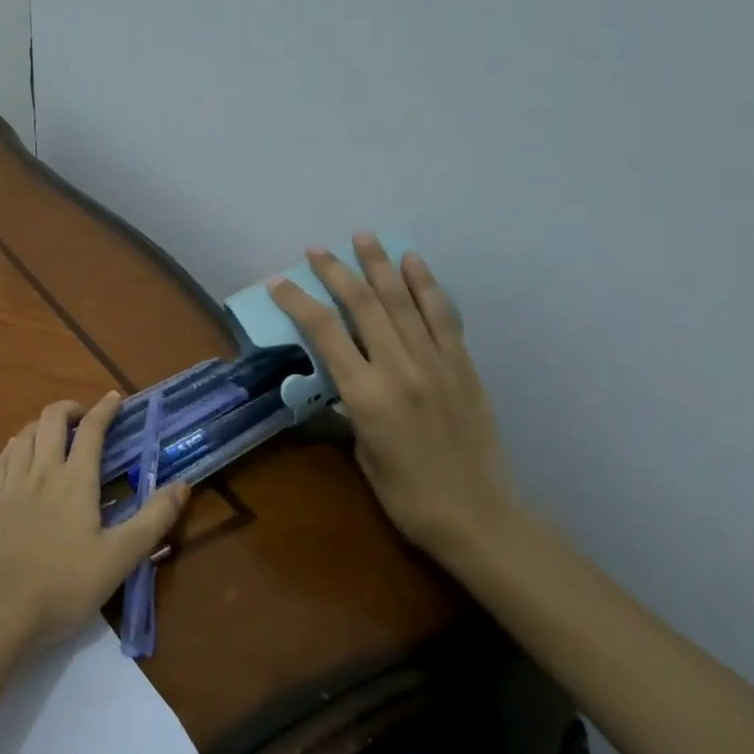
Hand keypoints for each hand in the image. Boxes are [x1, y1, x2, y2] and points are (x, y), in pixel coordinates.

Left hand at [0, 393, 190, 649]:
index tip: (115, 398)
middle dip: (70, 408)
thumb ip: (153, 518)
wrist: (3, 610)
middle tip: (85, 417)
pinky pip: (3, 455)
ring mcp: (11, 483)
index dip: (105, 410)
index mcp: (75, 480)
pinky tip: (21, 453)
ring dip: (43, 424)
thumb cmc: (66, 585)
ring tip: (56, 435)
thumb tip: (183, 485)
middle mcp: (41, 470)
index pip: (92, 431)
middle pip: (52, 419)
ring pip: (25, 433)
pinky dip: (18, 443)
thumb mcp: (121, 557)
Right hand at [268, 235, 520, 562]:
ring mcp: (436, 364)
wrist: (477, 516)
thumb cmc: (404, 493)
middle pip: (362, 305)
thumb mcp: (359, 449)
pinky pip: (442, 317)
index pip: (323, 331)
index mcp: (365, 395)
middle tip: (316, 250)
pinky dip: (426, 286)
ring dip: (380, 266)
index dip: (297, 301)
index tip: (277, 281)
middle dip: (336, 272)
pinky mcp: (463, 366)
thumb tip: (336, 374)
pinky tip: (413, 262)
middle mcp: (400, 369)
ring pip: (402, 302)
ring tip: (363, 237)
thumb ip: (347, 402)